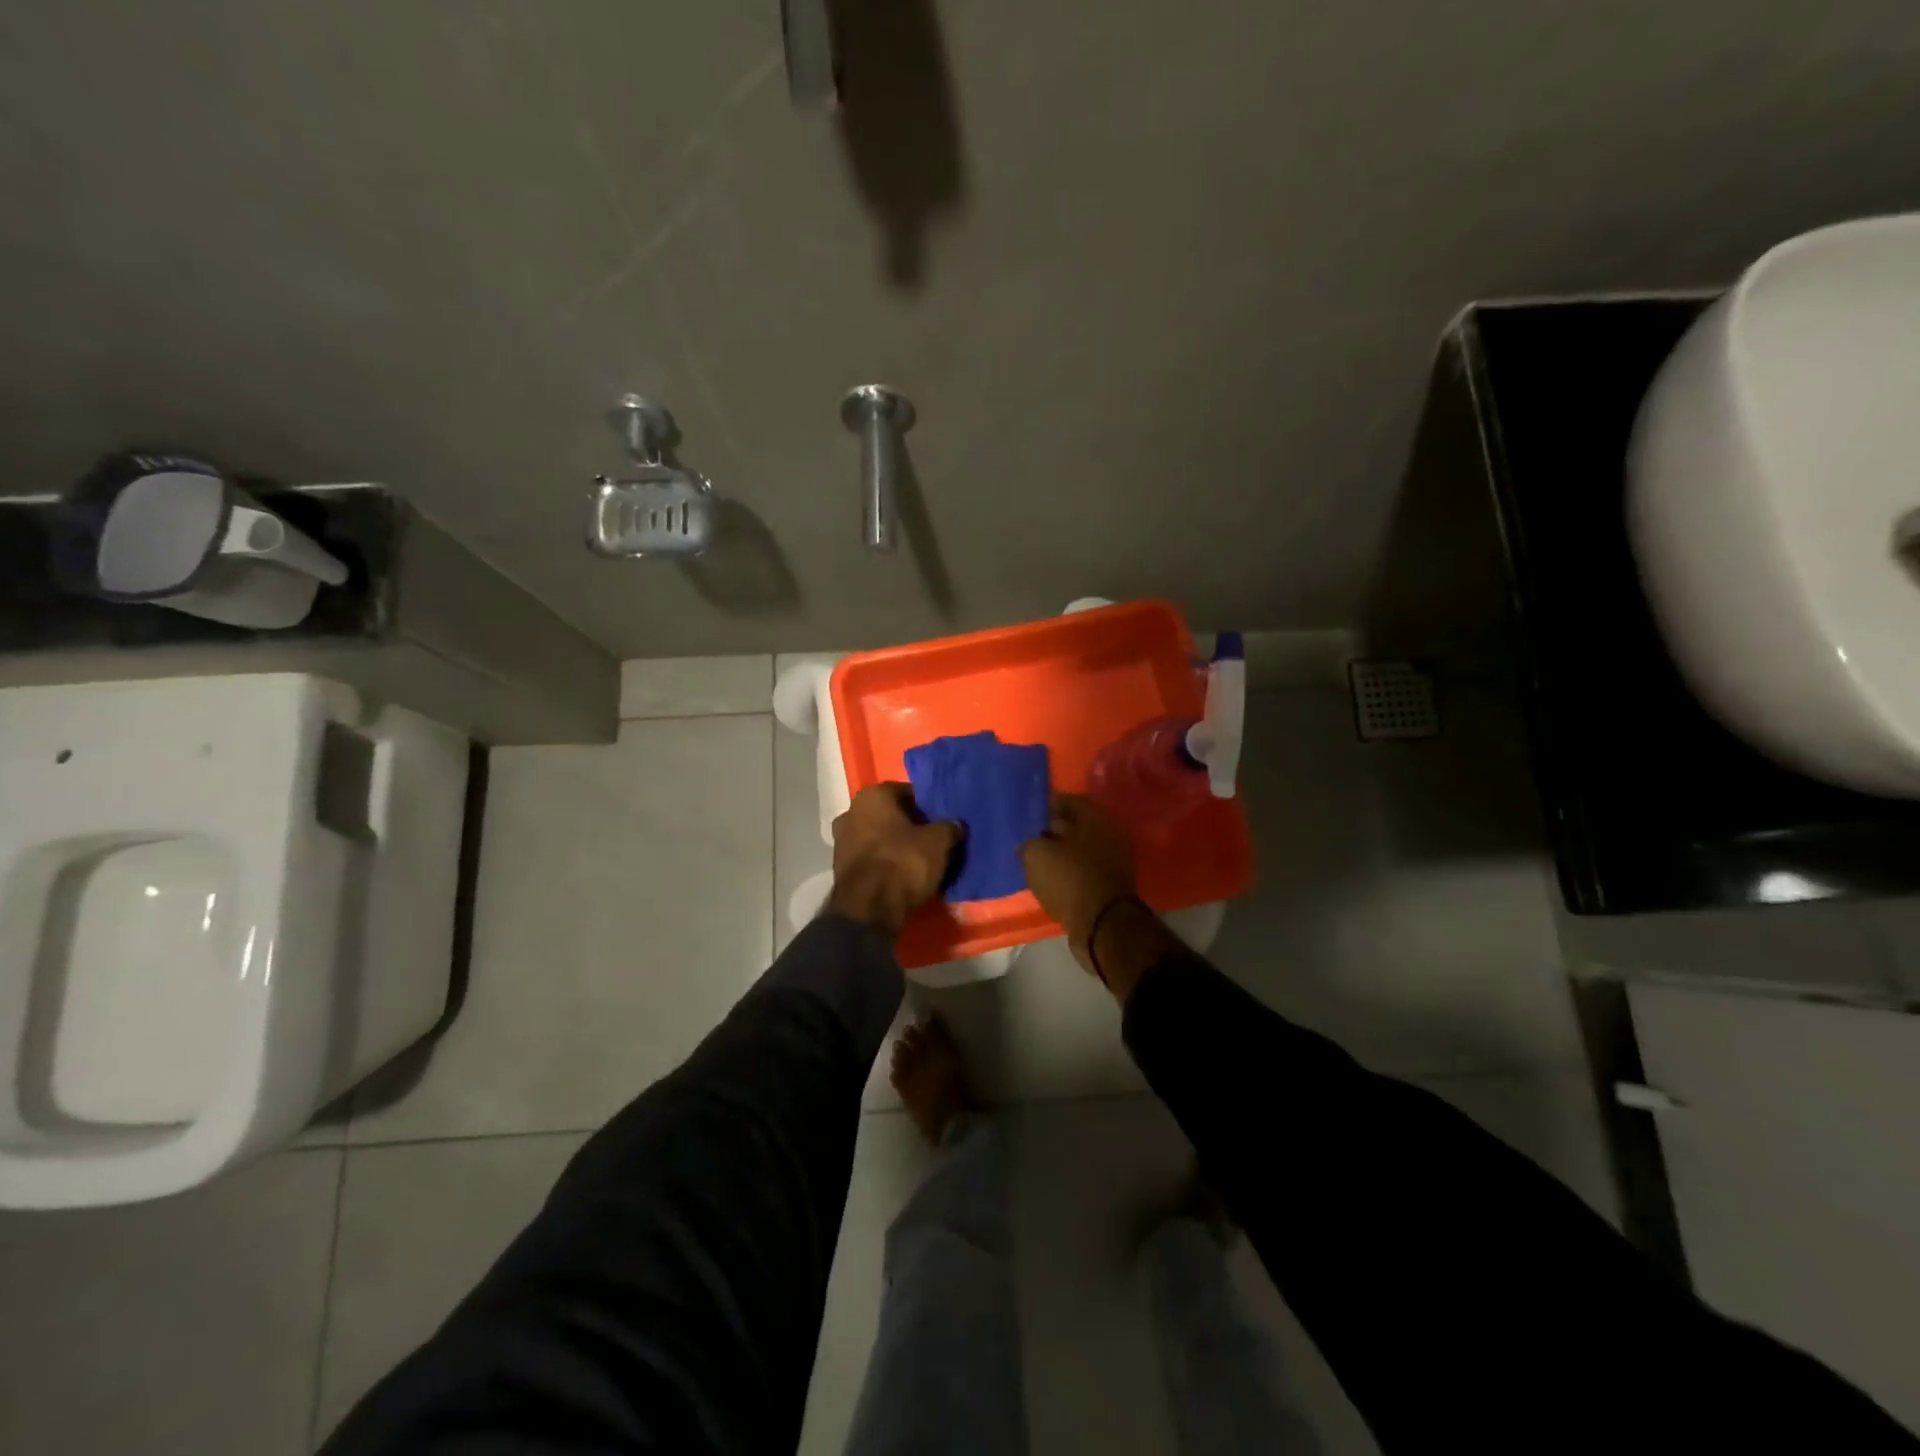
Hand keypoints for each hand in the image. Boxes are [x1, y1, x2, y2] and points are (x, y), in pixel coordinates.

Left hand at [827, 784, 962, 934]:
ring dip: (894, 844)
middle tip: (930, 839)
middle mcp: (850, 811)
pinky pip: (869, 857)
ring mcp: (840, 840)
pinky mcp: (839, 867)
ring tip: (918, 860)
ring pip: (876, 836)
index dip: (925, 806)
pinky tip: (900, 874)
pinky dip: (883, 862)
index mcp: (872, 795)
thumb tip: (955, 825)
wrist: (868, 908)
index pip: (905, 792)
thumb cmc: (903, 862)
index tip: (939, 820)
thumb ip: (948, 828)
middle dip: (908, 825)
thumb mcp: (938, 842)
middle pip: (888, 814)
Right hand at [1020, 794, 1137, 969]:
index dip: (1047, 805)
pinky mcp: (1111, 886)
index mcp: (1095, 819)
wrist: (1102, 925)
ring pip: (1081, 850)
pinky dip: (1069, 873)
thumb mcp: (1037, 855)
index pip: (1070, 801)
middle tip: (1031, 838)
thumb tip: (1028, 845)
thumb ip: (1029, 843)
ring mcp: (1114, 862)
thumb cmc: (1070, 879)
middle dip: (1054, 830)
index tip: (1030, 814)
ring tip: (1038, 861)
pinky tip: (1051, 880)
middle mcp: (1109, 835)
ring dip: (1061, 854)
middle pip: (1078, 826)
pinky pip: (1085, 872)